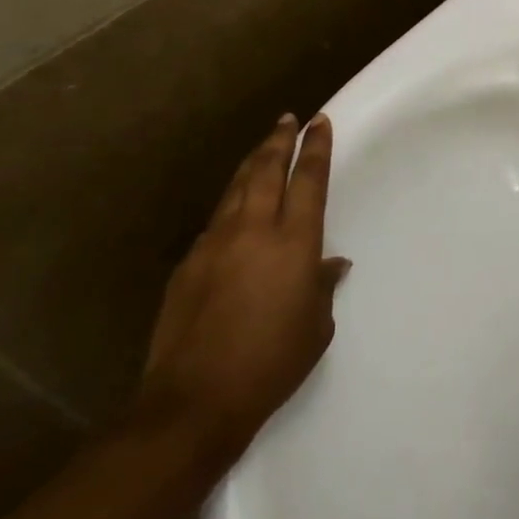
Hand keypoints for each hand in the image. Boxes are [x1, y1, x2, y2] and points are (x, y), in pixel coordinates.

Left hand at [136, 113, 350, 462]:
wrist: (195, 399)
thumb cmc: (271, 363)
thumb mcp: (315, 327)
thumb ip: (322, 286)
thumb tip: (330, 263)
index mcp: (293, 242)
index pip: (308, 180)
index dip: (315, 147)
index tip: (319, 122)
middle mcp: (253, 229)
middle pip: (267, 169)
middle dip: (279, 140)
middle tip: (287, 119)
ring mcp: (215, 242)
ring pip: (236, 187)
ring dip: (252, 163)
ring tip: (263, 147)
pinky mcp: (189, 262)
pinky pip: (216, 219)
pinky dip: (231, 202)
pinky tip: (234, 207)